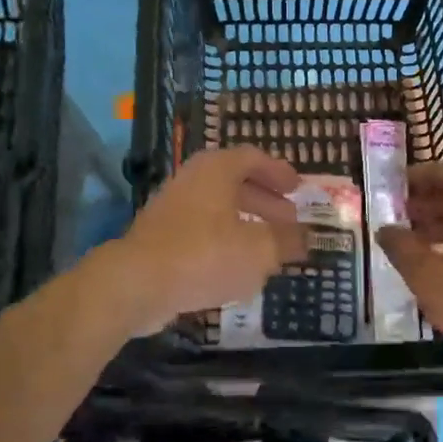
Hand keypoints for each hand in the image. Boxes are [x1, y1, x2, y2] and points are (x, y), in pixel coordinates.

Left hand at [110, 146, 307, 333]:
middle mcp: (193, 179)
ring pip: (218, 208)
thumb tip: (305, 238)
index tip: (297, 188)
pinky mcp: (160, 236)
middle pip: (236, 183)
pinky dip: (224, 241)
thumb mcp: (259, 250)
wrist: (136, 283)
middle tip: (289, 220)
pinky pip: (201, 231)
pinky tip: (237, 267)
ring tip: (268, 247)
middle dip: (265, 201)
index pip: (253, 158)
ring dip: (246, 223)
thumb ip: (286, 241)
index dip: (278, 172)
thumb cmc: (204, 255)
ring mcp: (172, 208)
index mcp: (217, 169)